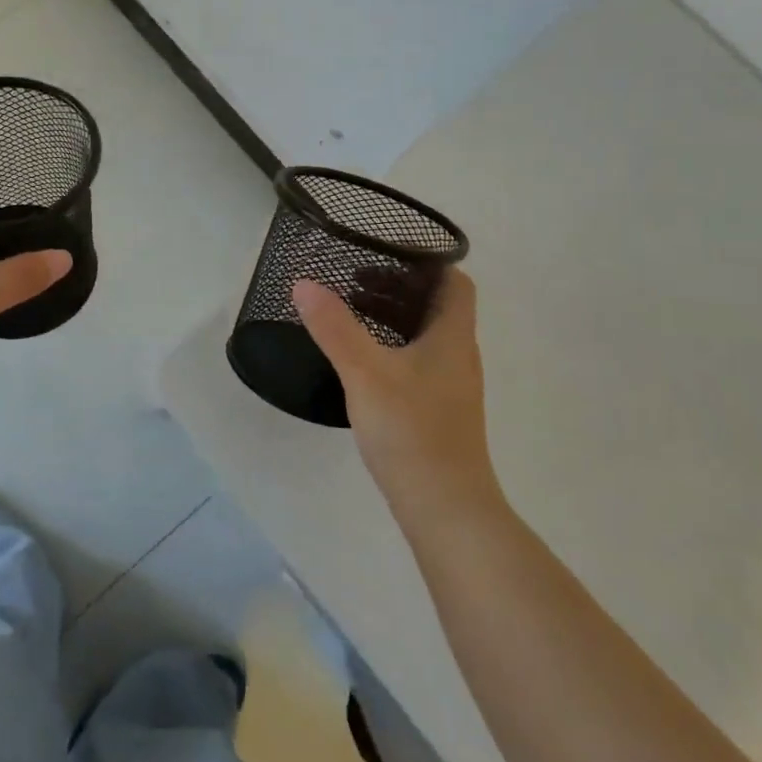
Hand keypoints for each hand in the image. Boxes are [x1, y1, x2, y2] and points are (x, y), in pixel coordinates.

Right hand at [292, 267, 503, 523]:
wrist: (445, 508)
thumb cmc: (411, 431)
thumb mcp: (365, 372)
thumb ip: (334, 327)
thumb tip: (304, 283)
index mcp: (451, 337)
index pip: (455, 283)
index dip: (428, 263)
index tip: (387, 253)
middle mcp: (458, 355)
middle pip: (436, 306)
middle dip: (398, 287)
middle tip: (354, 279)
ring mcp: (450, 385)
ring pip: (425, 335)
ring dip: (393, 317)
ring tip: (350, 312)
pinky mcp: (438, 410)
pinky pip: (417, 360)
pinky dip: (392, 345)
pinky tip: (361, 360)